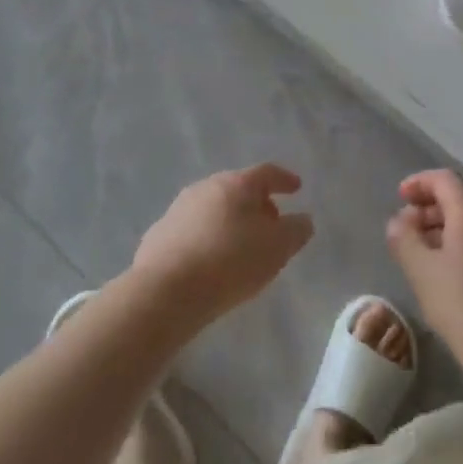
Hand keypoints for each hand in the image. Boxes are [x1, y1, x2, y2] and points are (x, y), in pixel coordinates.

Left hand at [130, 164, 314, 329]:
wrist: (166, 290)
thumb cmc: (230, 262)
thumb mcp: (276, 248)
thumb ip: (295, 231)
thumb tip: (302, 219)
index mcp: (236, 184)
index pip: (266, 173)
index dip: (284, 179)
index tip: (296, 187)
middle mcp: (206, 187)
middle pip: (238, 189)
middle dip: (257, 203)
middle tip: (271, 223)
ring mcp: (179, 208)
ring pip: (214, 208)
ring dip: (231, 221)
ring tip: (242, 246)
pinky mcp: (160, 234)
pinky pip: (193, 230)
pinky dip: (208, 237)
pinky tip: (211, 261)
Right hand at [386, 170, 462, 367]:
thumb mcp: (421, 271)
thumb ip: (403, 238)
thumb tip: (399, 221)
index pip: (445, 179)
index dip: (419, 182)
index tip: (399, 198)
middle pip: (460, 199)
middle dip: (429, 208)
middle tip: (407, 230)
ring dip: (444, 229)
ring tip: (423, 255)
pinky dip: (461, 246)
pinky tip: (448, 276)